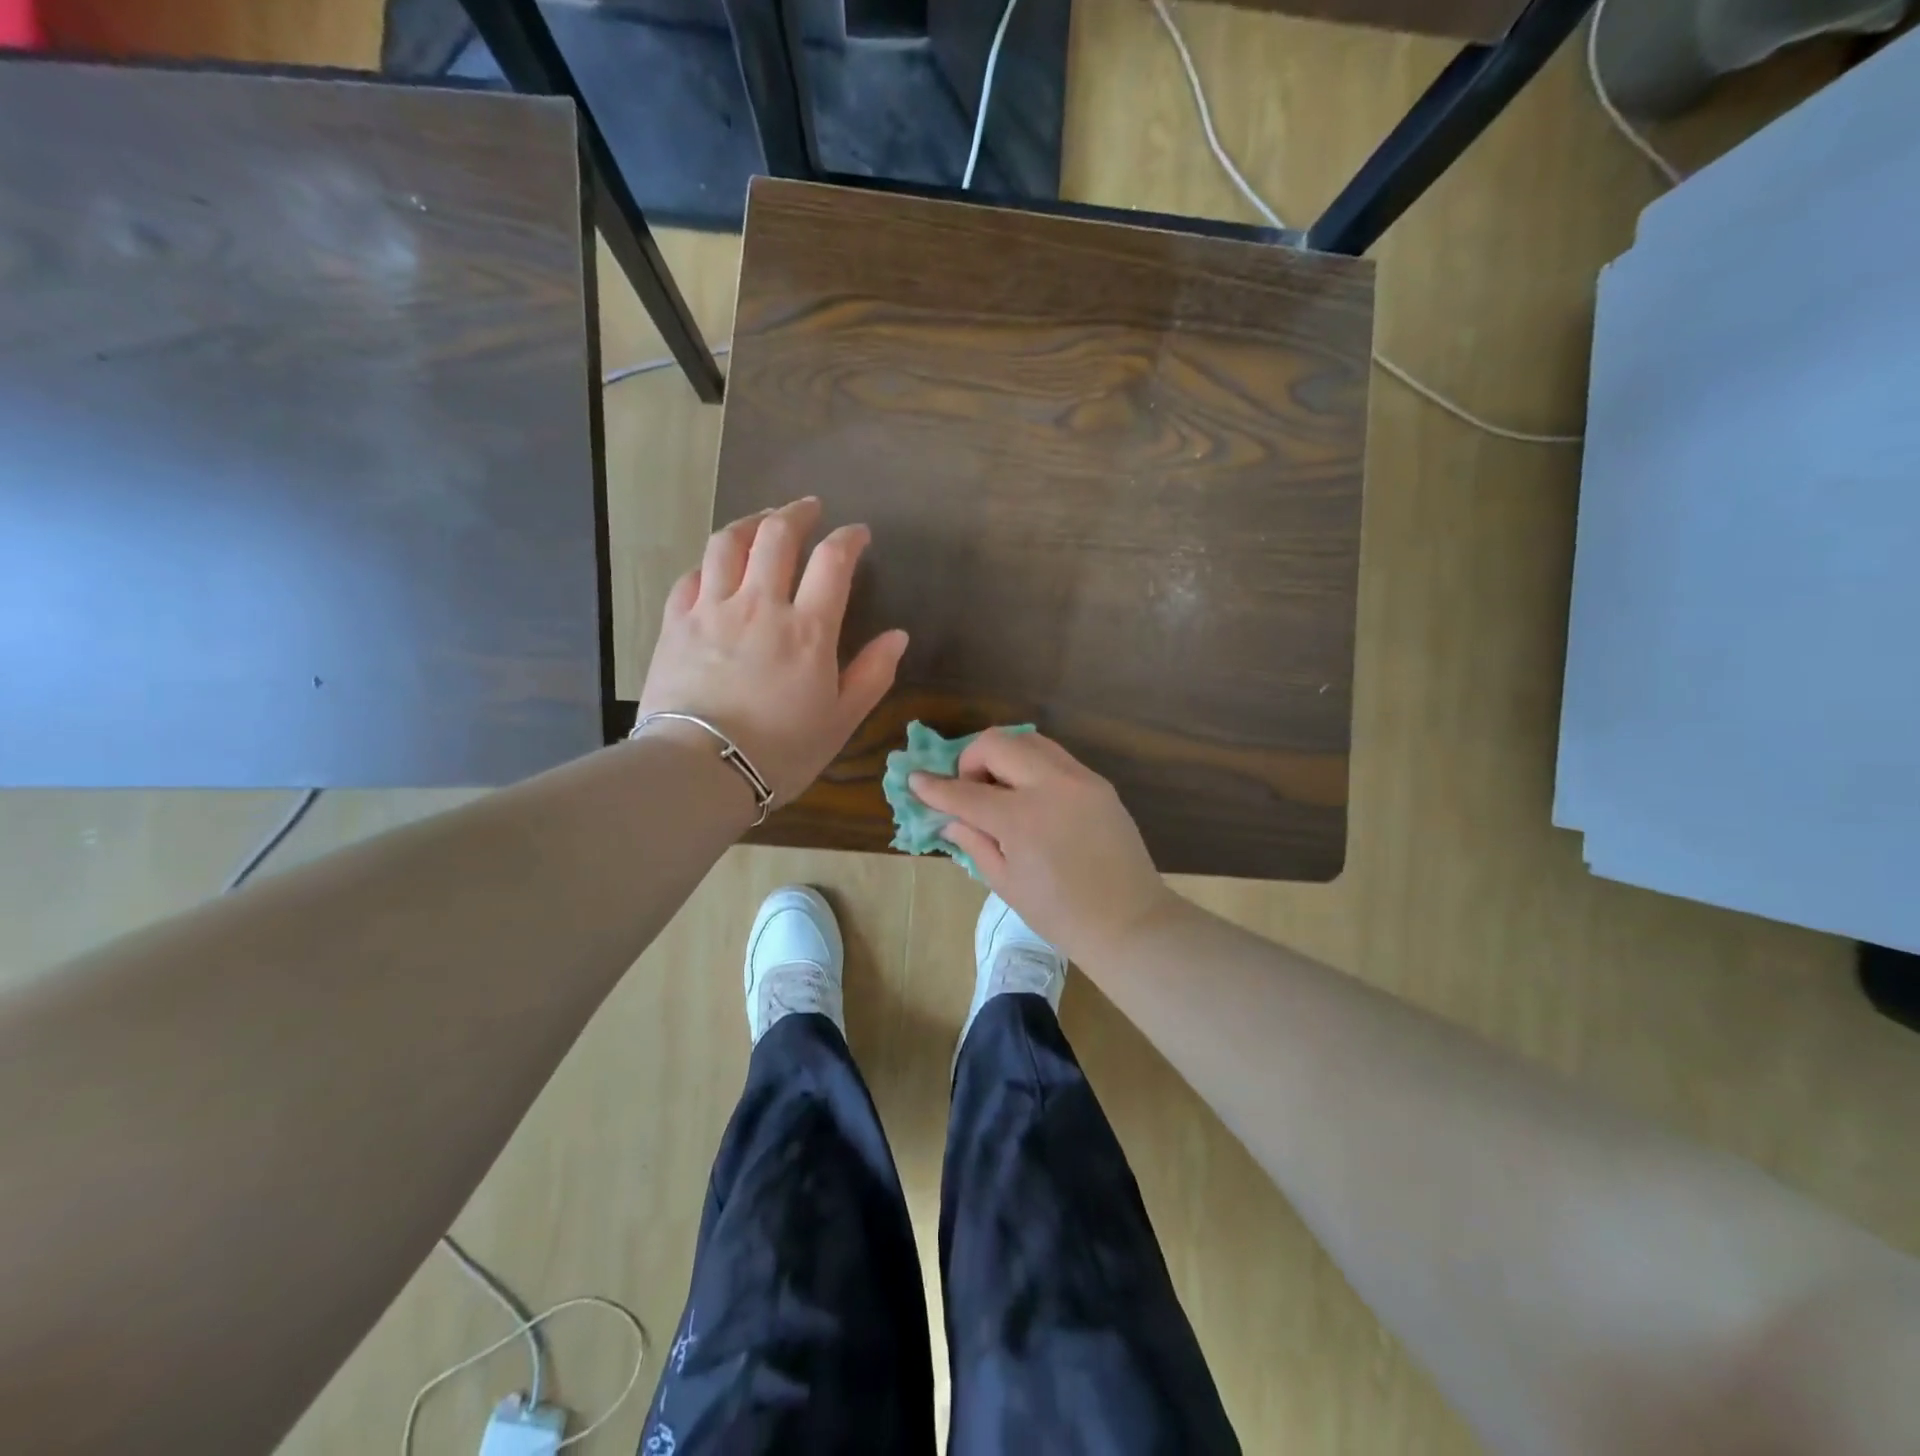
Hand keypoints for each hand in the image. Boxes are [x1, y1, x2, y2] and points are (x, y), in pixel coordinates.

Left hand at [638, 498, 907, 803]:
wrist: (700, 769)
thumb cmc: (780, 751)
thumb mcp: (841, 720)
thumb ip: (873, 674)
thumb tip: (898, 636)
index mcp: (807, 629)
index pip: (832, 562)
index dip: (849, 539)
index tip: (858, 535)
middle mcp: (759, 605)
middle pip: (776, 536)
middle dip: (797, 513)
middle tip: (809, 508)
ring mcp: (712, 610)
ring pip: (728, 543)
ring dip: (750, 523)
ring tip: (763, 521)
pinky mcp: (676, 624)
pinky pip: (691, 576)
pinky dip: (709, 562)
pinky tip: (716, 566)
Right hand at [910, 730, 1180, 964]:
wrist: (1128, 921)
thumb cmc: (1059, 914)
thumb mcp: (1005, 882)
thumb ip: (974, 842)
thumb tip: (950, 819)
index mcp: (1022, 819)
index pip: (965, 792)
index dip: (935, 787)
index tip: (916, 780)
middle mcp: (1051, 786)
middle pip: (997, 743)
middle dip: (971, 759)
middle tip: (969, 789)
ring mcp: (1079, 779)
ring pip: (1028, 739)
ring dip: (1003, 755)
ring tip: (1000, 789)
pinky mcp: (1098, 782)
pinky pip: (1055, 757)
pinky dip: (1031, 765)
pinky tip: (1030, 795)